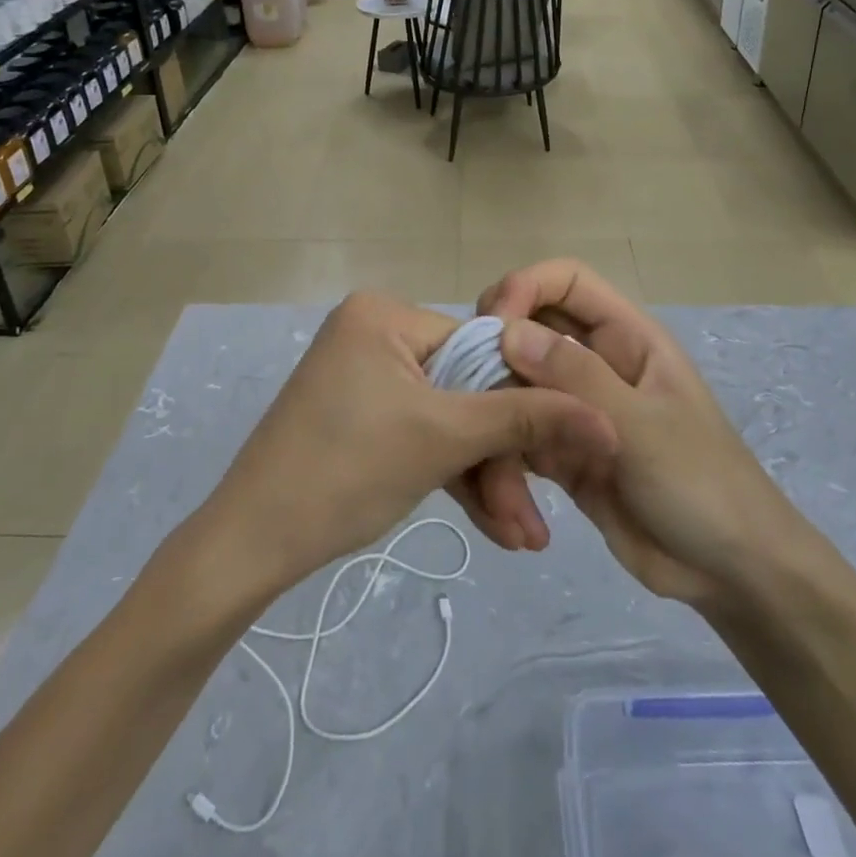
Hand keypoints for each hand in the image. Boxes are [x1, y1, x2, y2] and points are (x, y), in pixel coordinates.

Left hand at [202, 291, 617, 595]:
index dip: (523, 404)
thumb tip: (606, 418)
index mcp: (386, 312)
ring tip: (523, 539)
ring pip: (446, 419)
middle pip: (465, 390)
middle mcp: (375, 330)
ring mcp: (365, 373)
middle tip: (537, 523)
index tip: (562, 458)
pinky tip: (493, 524)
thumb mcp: (444, 440)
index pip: (481, 347)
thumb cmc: (347, 471)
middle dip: (502, 460)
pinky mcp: (359, 412)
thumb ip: (526, 420)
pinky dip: (450, 474)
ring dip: (484, 477)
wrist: (249, 544)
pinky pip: (419, 432)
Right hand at [479, 260, 787, 608]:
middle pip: (530, 326)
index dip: (525, 286)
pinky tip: (502, 497)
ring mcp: (577, 407)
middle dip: (496, 349)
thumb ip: (576, 376)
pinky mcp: (563, 452)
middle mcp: (597, 362)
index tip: (492, 324)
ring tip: (490, 462)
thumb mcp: (642, 427)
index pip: (567, 280)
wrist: (730, 574)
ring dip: (497, 413)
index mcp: (626, 337)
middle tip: (470, 384)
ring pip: (516, 383)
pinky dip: (503, 458)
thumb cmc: (702, 484)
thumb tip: (507, 331)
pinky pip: (519, 434)